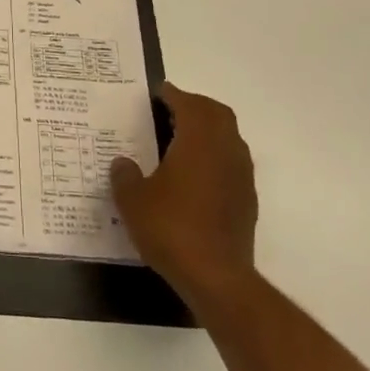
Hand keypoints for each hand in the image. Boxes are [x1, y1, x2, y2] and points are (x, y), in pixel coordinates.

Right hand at [111, 82, 259, 316]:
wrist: (216, 278)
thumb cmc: (171, 228)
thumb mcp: (132, 200)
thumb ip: (125, 176)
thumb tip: (123, 163)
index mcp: (199, 142)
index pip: (190, 104)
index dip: (173, 94)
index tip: (157, 92)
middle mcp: (226, 152)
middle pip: (217, 115)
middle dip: (195, 107)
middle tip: (169, 110)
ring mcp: (241, 177)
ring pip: (229, 138)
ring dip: (208, 131)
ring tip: (179, 140)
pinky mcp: (247, 201)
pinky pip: (232, 163)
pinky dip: (214, 156)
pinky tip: (192, 175)